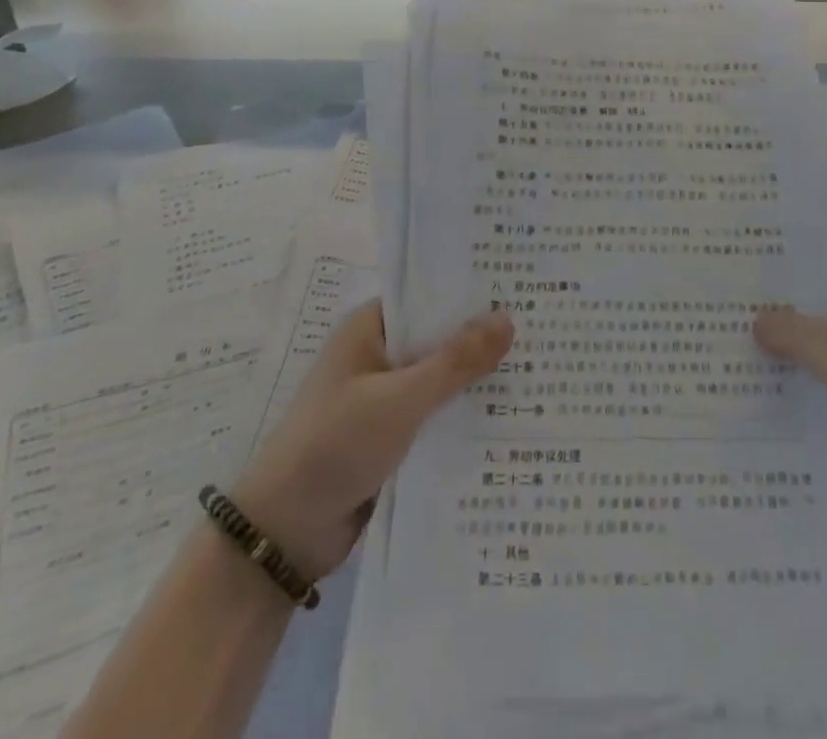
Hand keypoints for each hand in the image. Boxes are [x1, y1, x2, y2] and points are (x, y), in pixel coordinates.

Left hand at [231, 300, 513, 581]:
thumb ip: (455, 361)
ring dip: (475, 382)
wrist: (283, 535)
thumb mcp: (400, 399)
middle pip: (437, 339)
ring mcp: (381, 398)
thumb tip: (507, 317)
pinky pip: (433, 416)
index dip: (470, 293)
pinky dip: (461, 416)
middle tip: (543, 332)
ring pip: (439, 380)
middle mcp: (376, 356)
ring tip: (539, 373)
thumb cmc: (335, 446)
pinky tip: (506, 421)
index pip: (428, 297)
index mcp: (369, 329)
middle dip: (481, 340)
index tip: (520, 291)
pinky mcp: (388, 438)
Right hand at [754, 232, 826, 580]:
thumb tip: (758, 318)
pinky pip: (818, 380)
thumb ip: (811, 342)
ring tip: (724, 323)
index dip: (811, 236)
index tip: (760, 229)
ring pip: (818, 340)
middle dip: (782, 285)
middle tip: (726, 277)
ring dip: (781, 333)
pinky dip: (789, 373)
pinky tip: (748, 379)